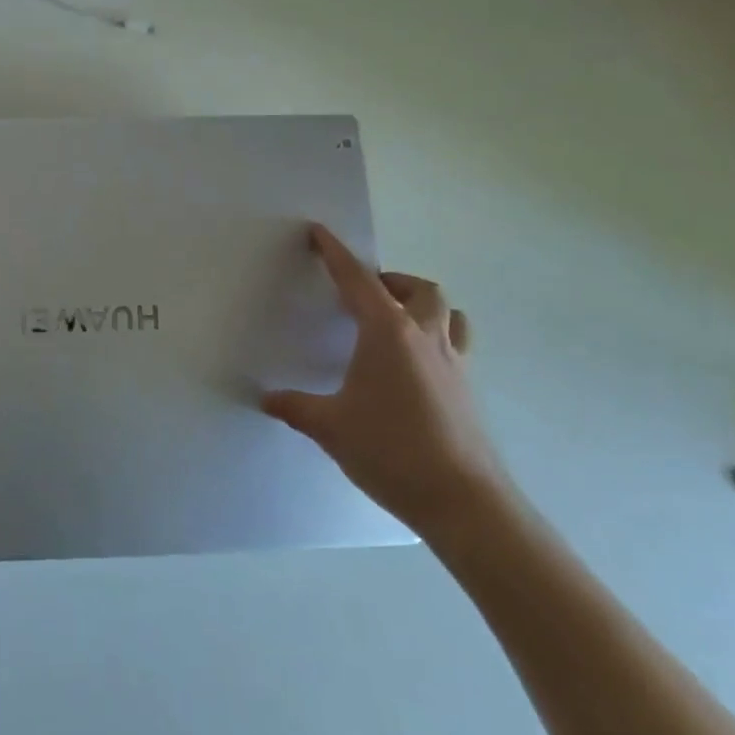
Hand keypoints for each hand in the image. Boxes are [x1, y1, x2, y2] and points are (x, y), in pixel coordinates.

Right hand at [262, 224, 509, 537]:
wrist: (464, 502)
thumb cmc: (391, 451)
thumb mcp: (330, 427)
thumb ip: (296, 407)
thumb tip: (266, 399)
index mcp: (387, 332)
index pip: (356, 279)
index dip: (335, 253)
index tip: (319, 232)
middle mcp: (425, 336)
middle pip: (418, 288)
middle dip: (390, 281)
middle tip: (364, 295)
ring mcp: (453, 363)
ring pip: (447, 313)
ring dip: (421, 305)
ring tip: (395, 322)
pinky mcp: (467, 389)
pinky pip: (455, 345)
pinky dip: (435, 339)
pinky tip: (414, 368)